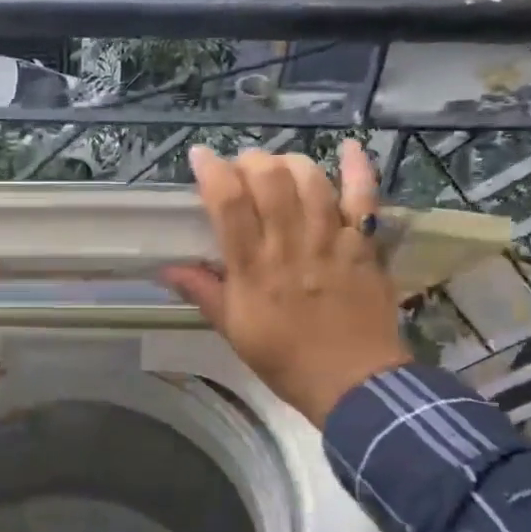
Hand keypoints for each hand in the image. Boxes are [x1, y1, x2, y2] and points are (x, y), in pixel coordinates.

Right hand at [161, 139, 409, 424]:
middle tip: (240, 167)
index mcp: (253, 270)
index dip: (212, 172)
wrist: (354, 384)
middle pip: (270, 181)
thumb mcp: (233, 330)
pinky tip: (345, 147)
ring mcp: (331, 242)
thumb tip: (166, 268)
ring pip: (310, 182)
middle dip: (250, 161)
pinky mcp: (364, 246)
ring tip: (277, 166)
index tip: (200, 155)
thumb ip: (203, 293)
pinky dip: (357, 169)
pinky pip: (364, 199)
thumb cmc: (285, 359)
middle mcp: (290, 247)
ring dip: (289, 163)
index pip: (228, 204)